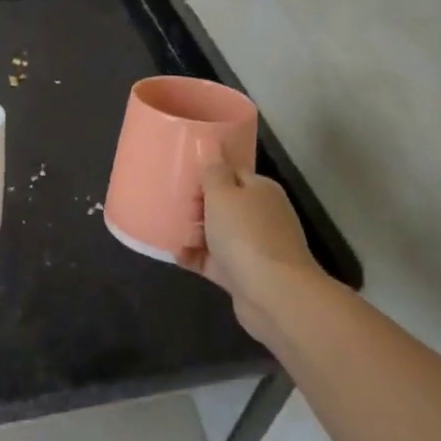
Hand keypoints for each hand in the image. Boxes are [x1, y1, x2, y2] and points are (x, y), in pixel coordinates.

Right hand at [179, 155, 320, 345]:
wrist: (274, 294)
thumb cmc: (246, 234)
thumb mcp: (223, 193)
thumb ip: (214, 171)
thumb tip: (213, 146)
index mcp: (260, 190)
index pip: (232, 172)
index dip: (208, 174)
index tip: (181, 176)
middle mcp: (260, 215)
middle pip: (224, 204)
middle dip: (197, 204)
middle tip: (171, 204)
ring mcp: (253, 246)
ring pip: (217, 233)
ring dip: (194, 232)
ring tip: (166, 228)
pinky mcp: (242, 274)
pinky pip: (213, 260)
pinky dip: (196, 257)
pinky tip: (174, 254)